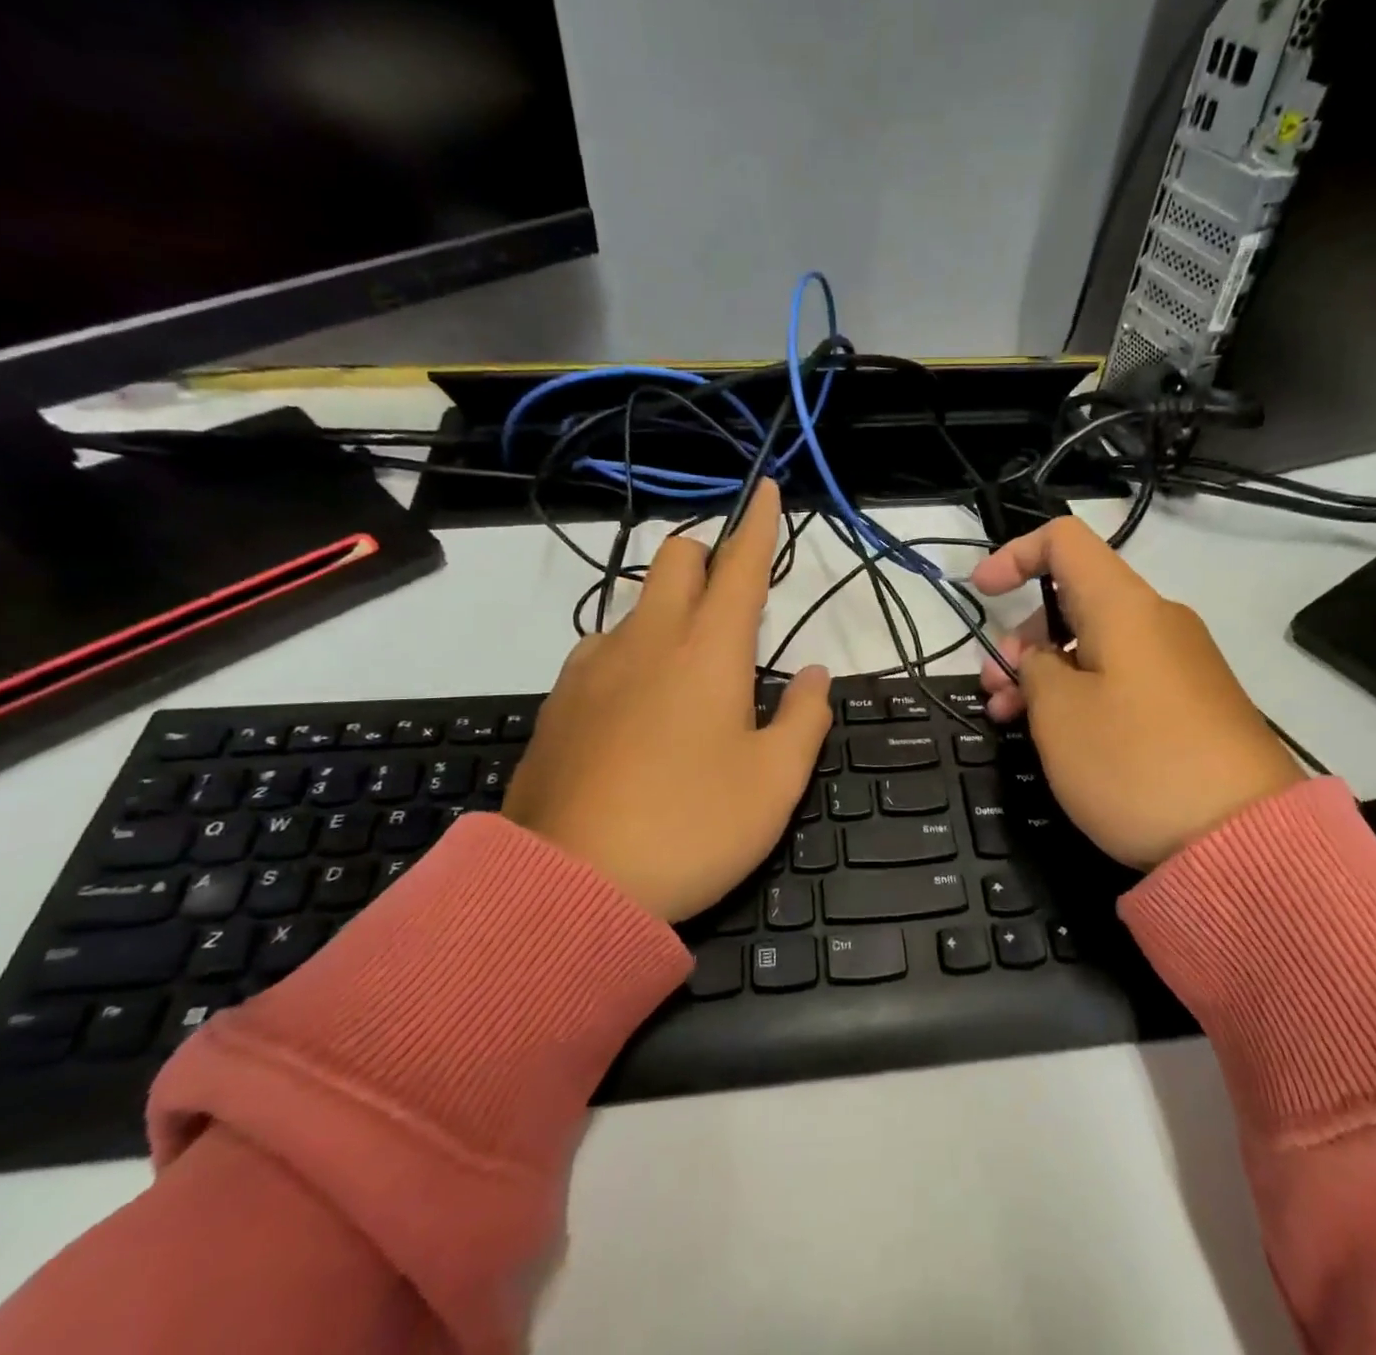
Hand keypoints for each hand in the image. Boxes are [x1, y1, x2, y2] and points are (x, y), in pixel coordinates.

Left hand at [503, 481, 830, 921]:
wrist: (567, 887)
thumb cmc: (692, 828)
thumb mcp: (775, 782)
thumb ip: (805, 717)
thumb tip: (816, 674)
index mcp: (708, 651)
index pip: (741, 565)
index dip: (760, 523)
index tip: (768, 488)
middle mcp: (647, 641)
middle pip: (676, 558)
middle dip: (709, 553)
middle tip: (734, 595)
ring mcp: (593, 667)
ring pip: (636, 603)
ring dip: (669, 607)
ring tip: (689, 668)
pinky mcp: (559, 701)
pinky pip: (603, 648)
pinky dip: (632, 650)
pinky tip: (639, 704)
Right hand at [970, 516, 1302, 868]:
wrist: (1245, 841)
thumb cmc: (1135, 762)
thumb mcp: (1059, 712)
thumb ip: (1034, 668)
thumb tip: (1045, 659)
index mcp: (1124, 606)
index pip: (1064, 541)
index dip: (1014, 555)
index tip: (980, 594)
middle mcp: (1157, 621)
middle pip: (1074, 600)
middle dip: (1021, 637)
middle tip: (994, 690)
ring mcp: (1180, 664)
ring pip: (1094, 645)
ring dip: (1045, 672)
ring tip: (1013, 720)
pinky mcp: (1192, 704)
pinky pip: (1122, 677)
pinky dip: (1081, 693)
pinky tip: (1061, 737)